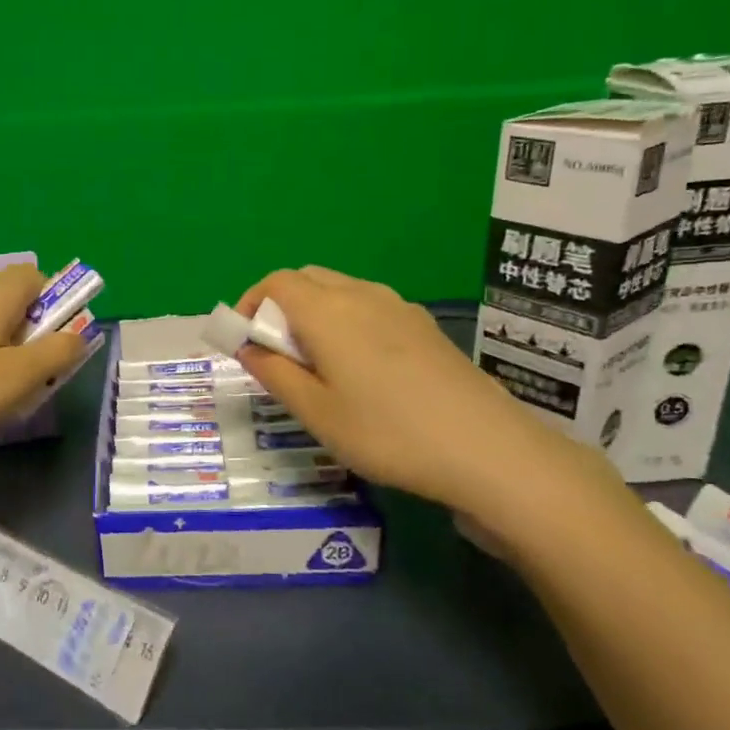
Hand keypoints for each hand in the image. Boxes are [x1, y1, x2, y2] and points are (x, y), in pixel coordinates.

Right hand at [233, 267, 620, 536]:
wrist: (486, 449)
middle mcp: (362, 295)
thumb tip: (248, 347)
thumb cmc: (386, 433)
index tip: (243, 341)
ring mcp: (399, 307)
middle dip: (280, 307)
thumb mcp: (316, 412)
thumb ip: (274, 373)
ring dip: (314, 313)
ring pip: (341, 291)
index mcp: (328, 311)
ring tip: (316, 364)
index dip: (250, 304)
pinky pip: (370, 307)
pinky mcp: (424, 327)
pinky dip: (347, 321)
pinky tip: (361, 369)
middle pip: (308, 280)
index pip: (276, 283)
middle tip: (277, 355)